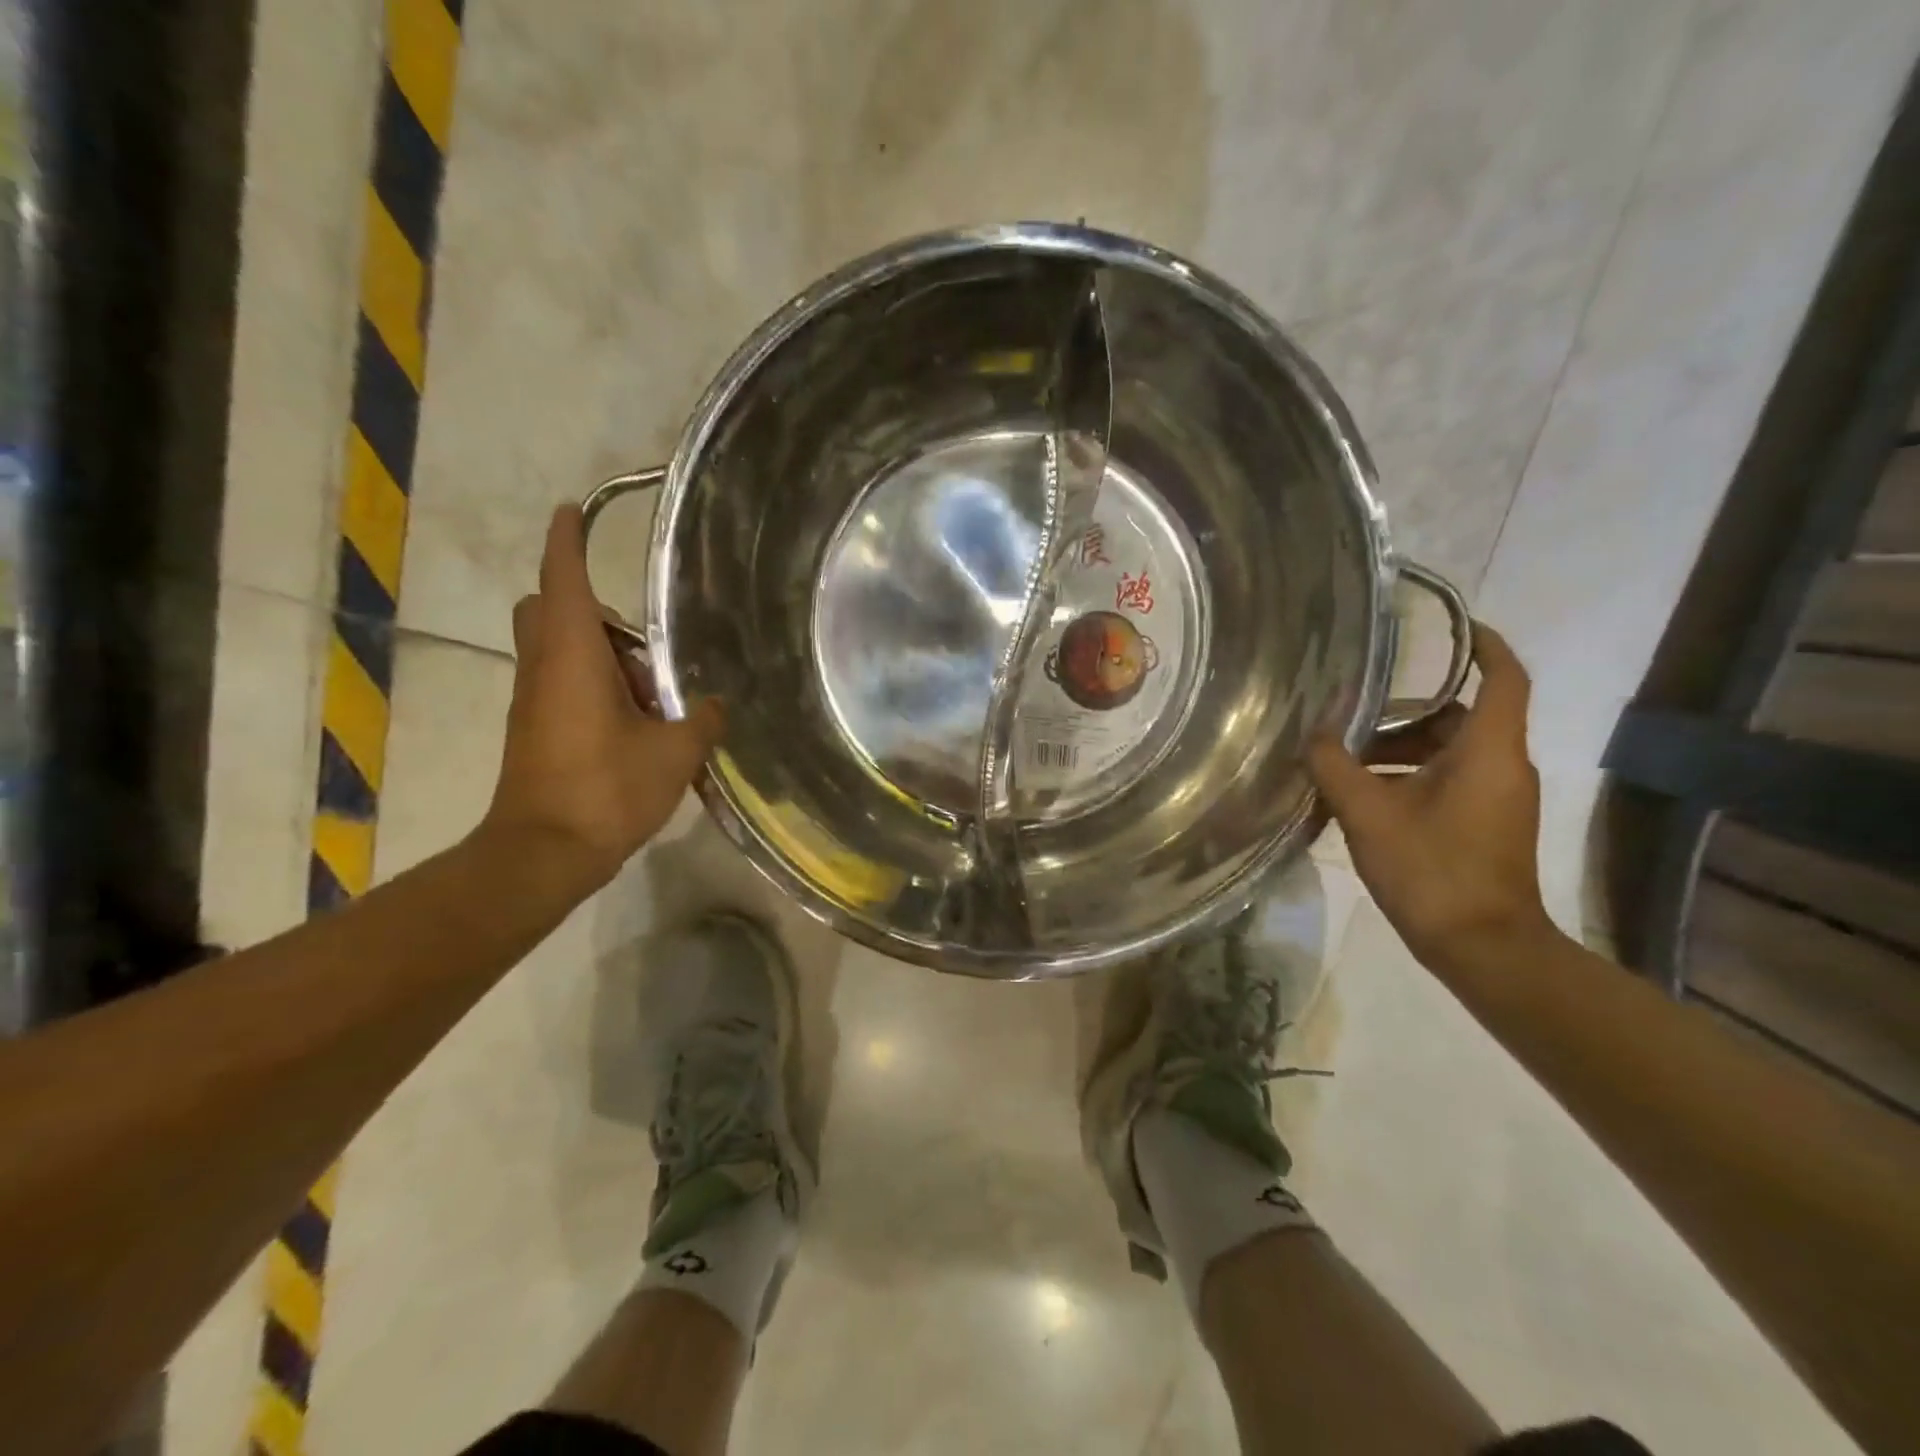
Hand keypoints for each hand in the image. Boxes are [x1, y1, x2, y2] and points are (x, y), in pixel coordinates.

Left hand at [483, 505, 722, 885]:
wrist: (543, 853)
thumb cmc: (605, 789)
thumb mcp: (674, 753)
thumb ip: (701, 720)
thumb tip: (714, 706)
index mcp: (572, 656)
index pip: (564, 579)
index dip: (567, 540)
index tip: (573, 510)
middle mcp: (543, 668)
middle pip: (550, 609)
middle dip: (591, 610)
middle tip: (640, 645)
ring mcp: (533, 700)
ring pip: (558, 650)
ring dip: (602, 657)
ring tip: (651, 699)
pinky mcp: (534, 730)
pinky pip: (562, 684)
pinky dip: (595, 688)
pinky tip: (636, 726)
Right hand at [1308, 622, 1555, 975]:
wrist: (1482, 948)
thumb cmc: (1431, 870)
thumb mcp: (1368, 813)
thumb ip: (1335, 766)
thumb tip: (1313, 733)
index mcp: (1488, 751)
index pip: (1503, 678)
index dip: (1483, 645)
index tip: (1451, 626)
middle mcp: (1503, 767)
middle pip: (1459, 717)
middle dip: (1404, 712)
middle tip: (1351, 713)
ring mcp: (1498, 799)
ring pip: (1448, 752)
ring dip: (1398, 751)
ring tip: (1342, 762)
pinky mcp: (1487, 825)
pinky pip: (1448, 781)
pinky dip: (1408, 777)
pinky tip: (1361, 797)